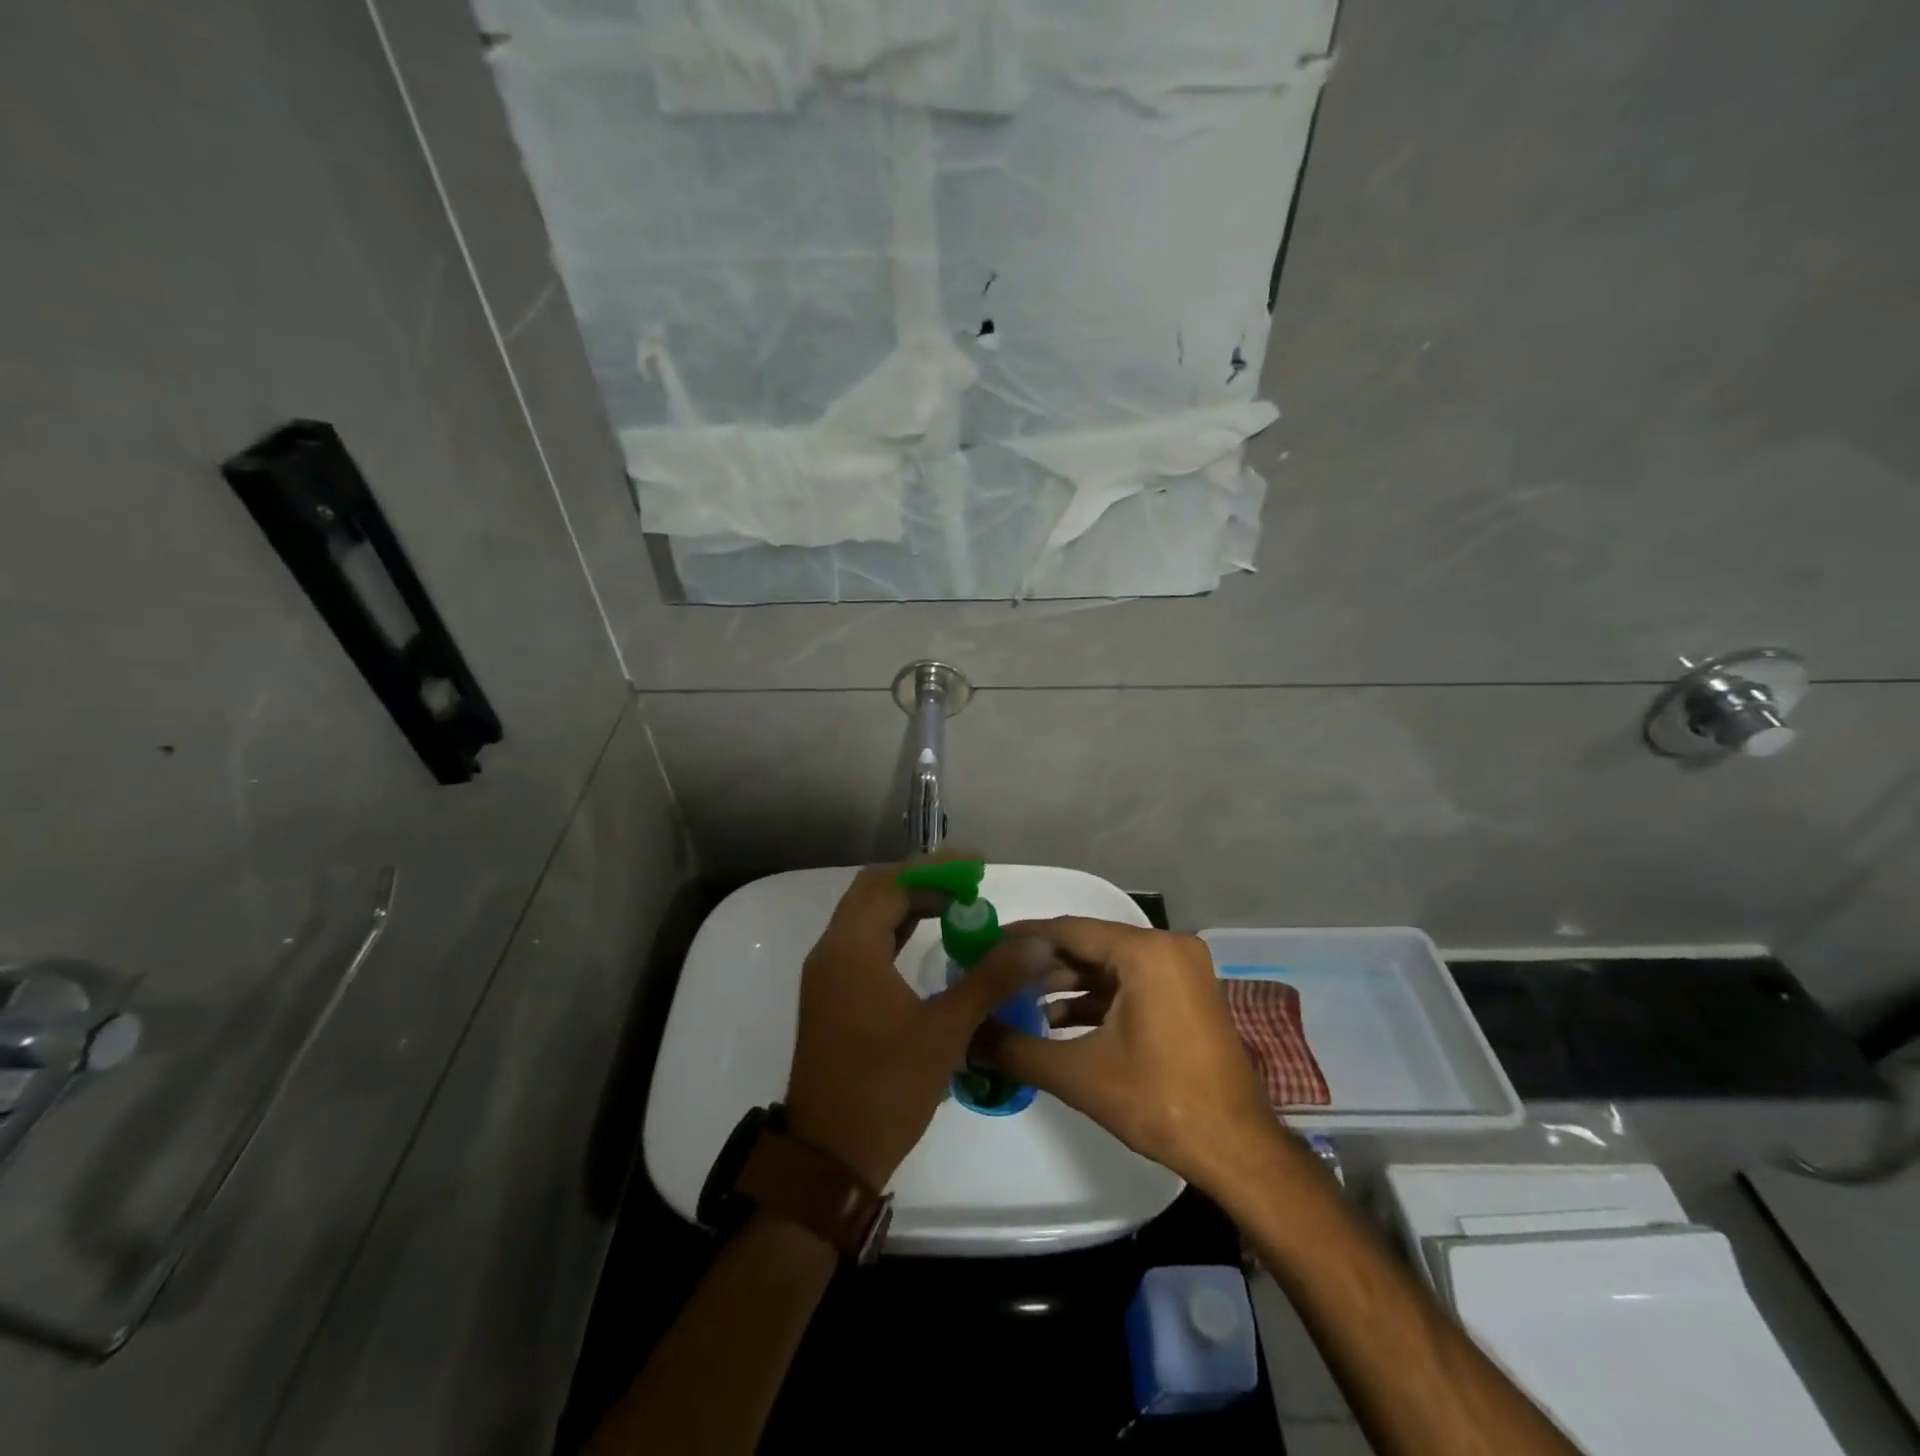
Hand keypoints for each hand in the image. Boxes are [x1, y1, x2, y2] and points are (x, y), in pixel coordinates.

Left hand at [783, 861, 1043, 1189]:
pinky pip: (864, 942)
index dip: (935, 870)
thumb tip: (1034, 944)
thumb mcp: (944, 1032)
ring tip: (958, 905)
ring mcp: (828, 974)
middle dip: (922, 882)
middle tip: (969, 883)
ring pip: (867, 917)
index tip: (977, 867)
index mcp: (851, 950)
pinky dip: (896, 930)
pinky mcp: (833, 995)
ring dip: (908, 904)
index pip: (890, 884)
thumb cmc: (885, 1089)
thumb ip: (988, 981)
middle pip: (874, 892)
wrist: (828, 1157)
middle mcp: (832, 951)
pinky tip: (929, 939)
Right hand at [974, 917, 1284, 1190]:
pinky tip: (1058, 1021)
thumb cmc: (1158, 1102)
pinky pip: (1131, 982)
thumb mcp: (1079, 1074)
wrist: (1236, 1149)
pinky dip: (1096, 998)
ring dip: (1067, 984)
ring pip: (1110, 965)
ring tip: (1019, 1002)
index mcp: (1147, 952)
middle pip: (1090, 945)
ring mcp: (1182, 970)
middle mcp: (1168, 947)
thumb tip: (965, 1038)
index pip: (1069, 930)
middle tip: (996, 975)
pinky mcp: (1186, 993)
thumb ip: (1016, 1049)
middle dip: (1042, 964)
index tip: (984, 943)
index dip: (1022, 937)